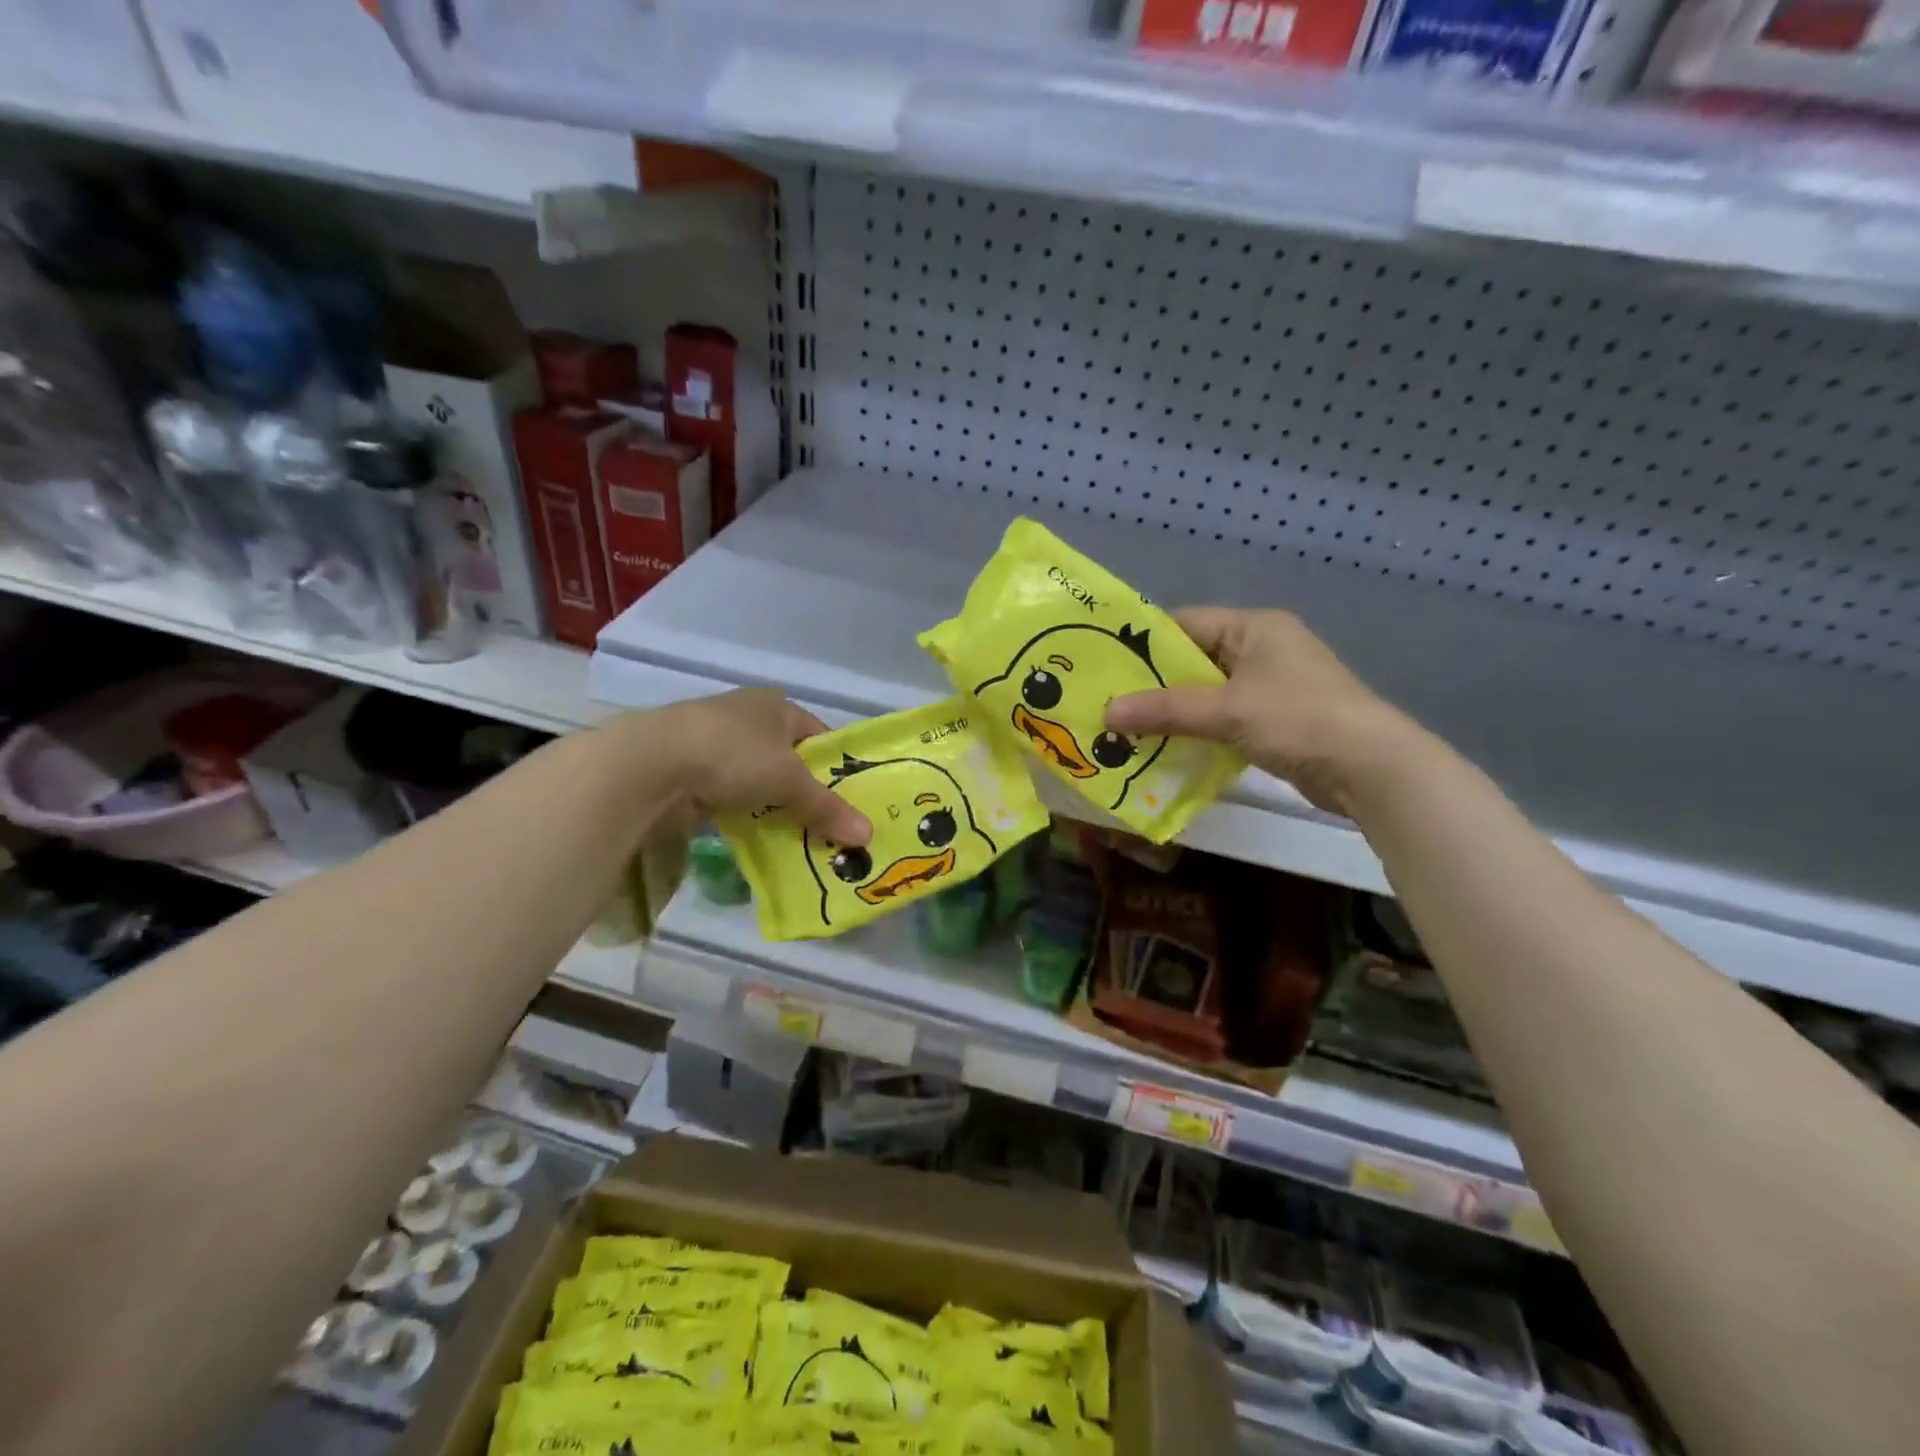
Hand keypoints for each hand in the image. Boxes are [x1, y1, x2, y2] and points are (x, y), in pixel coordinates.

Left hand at [658, 689, 871, 846]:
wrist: (651, 764)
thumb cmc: (734, 754)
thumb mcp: (789, 781)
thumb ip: (828, 807)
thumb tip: (869, 835)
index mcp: (776, 705)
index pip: (819, 735)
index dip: (838, 766)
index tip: (852, 800)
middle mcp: (748, 718)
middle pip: (789, 760)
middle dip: (807, 792)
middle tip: (831, 827)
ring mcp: (716, 745)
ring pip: (760, 781)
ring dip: (775, 807)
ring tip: (800, 838)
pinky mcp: (691, 772)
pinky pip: (732, 798)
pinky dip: (746, 816)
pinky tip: (758, 838)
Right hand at [1104, 608, 1422, 815]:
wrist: (1371, 767)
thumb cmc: (1297, 719)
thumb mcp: (1226, 710)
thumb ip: (1164, 710)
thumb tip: (1105, 713)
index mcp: (1254, 627)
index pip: (1185, 623)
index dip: (1144, 643)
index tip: (1105, 665)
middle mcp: (1263, 648)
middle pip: (1193, 660)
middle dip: (1153, 684)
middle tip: (1109, 702)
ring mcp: (1272, 685)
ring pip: (1207, 692)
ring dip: (1173, 712)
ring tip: (1127, 729)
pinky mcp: (1277, 719)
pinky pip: (1224, 717)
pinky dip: (1197, 730)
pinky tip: (1166, 748)